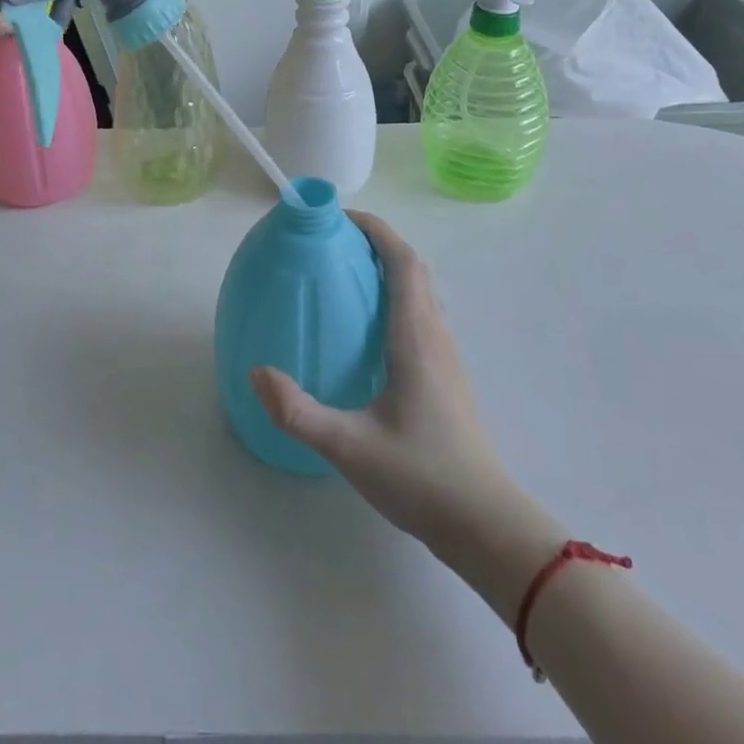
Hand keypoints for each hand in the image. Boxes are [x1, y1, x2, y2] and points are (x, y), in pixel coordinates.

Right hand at [250, 213, 543, 568]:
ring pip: (421, 293)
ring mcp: (446, 357)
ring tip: (347, 277)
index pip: (403, 261)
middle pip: (413, 269)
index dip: (376, 230)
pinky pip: (422, 317)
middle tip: (334, 243)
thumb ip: (299, 412)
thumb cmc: (422, 477)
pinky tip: (369, 331)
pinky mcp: (447, 377)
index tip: (340, 218)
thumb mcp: (349, 447)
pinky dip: (396, 299)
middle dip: (377, 243)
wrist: (487, 525)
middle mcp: (435, 335)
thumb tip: (256, 372)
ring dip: (389, 270)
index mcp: (415, 336)